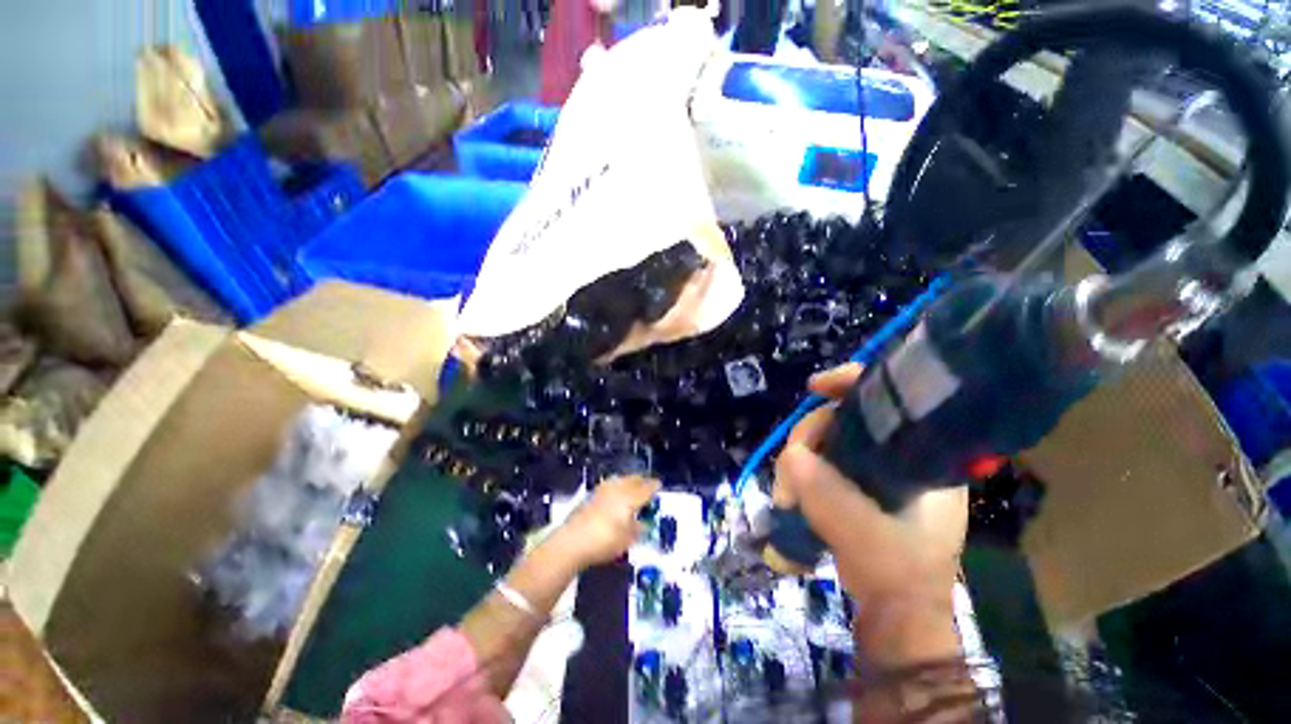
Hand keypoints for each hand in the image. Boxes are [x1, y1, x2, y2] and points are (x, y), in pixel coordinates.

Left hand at [556, 475, 660, 568]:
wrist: (572, 541)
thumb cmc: (604, 541)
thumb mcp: (627, 540)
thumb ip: (637, 530)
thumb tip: (643, 524)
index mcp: (630, 497)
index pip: (646, 488)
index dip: (654, 486)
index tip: (659, 484)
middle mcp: (618, 489)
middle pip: (633, 480)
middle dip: (642, 481)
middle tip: (648, 484)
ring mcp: (603, 490)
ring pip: (621, 479)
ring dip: (629, 481)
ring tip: (633, 486)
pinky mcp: (592, 494)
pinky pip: (611, 484)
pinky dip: (618, 486)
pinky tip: (617, 493)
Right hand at [772, 363, 967, 665]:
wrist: (897, 609)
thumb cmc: (896, 570)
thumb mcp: (862, 530)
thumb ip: (826, 492)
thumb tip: (792, 455)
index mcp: (923, 455)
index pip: (890, 399)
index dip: (851, 384)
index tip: (815, 387)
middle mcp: (899, 453)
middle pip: (843, 418)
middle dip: (809, 436)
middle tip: (789, 466)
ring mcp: (875, 467)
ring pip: (826, 439)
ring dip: (799, 460)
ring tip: (787, 494)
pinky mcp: (856, 481)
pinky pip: (822, 458)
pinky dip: (803, 469)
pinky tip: (793, 491)